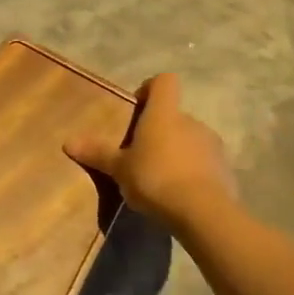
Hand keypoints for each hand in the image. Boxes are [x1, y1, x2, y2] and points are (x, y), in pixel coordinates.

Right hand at [65, 73, 237, 229]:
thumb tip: (68, 142)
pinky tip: (179, 196)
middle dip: (159, 131)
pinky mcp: (225, 171)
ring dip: (176, 153)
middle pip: (174, 115)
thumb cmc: (155, 179)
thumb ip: (97, 153)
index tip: (137, 106)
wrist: (203, 213)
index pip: (164, 82)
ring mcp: (212, 146)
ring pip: (190, 141)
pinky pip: (204, 164)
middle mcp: (191, 122)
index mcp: (164, 114)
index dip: (150, 88)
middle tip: (140, 155)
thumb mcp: (119, 168)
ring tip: (159, 179)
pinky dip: (192, 174)